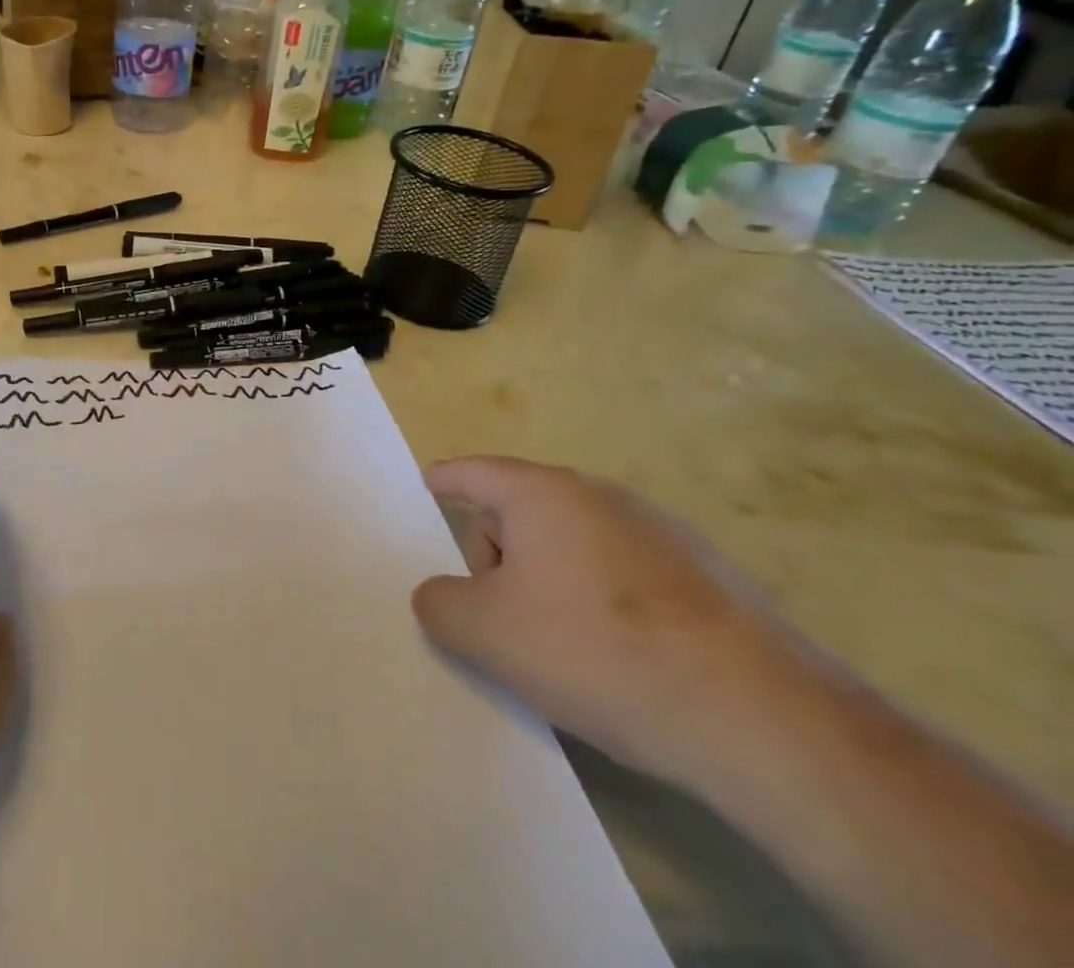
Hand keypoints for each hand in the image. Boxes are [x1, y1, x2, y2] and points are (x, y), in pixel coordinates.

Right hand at [411, 456, 810, 786]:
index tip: (428, 484)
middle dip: (496, 556)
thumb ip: (438, 603)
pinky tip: (620, 658)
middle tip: (500, 617)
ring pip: (572, 545)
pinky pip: (623, 573)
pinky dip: (602, 600)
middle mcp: (601, 496)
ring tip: (561, 647)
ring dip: (548, 581)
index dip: (445, 480)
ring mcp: (662, 533)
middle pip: (521, 511)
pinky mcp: (708, 577)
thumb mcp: (485, 633)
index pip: (474, 472)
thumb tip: (442, 596)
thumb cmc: (599, 652)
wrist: (764, 721)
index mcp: (544, 493)